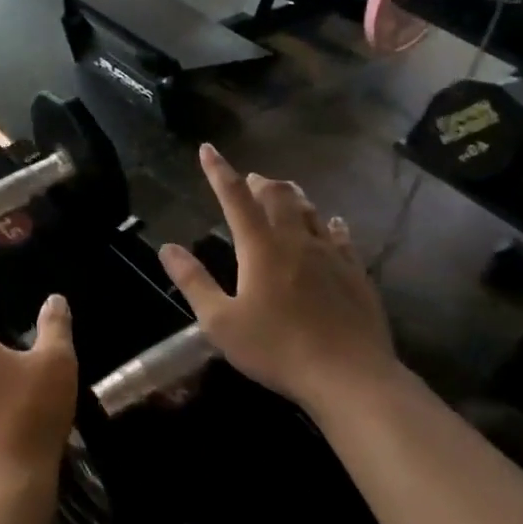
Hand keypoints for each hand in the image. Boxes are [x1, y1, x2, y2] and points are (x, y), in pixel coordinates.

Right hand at [157, 145, 398, 412]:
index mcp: (260, 247)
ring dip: (293, 197)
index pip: (234, 198)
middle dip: (259, 183)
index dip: (218, 171)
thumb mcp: (220, 322)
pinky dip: (329, 223)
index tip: (207, 149)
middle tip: (250, 179)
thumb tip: (167, 247)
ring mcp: (330, 254)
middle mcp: (296, 240)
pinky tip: (332, 223)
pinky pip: (341, 236)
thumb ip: (194, 281)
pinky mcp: (355, 272)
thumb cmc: (276, 349)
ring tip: (284, 192)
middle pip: (278, 196)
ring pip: (310, 211)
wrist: (348, 374)